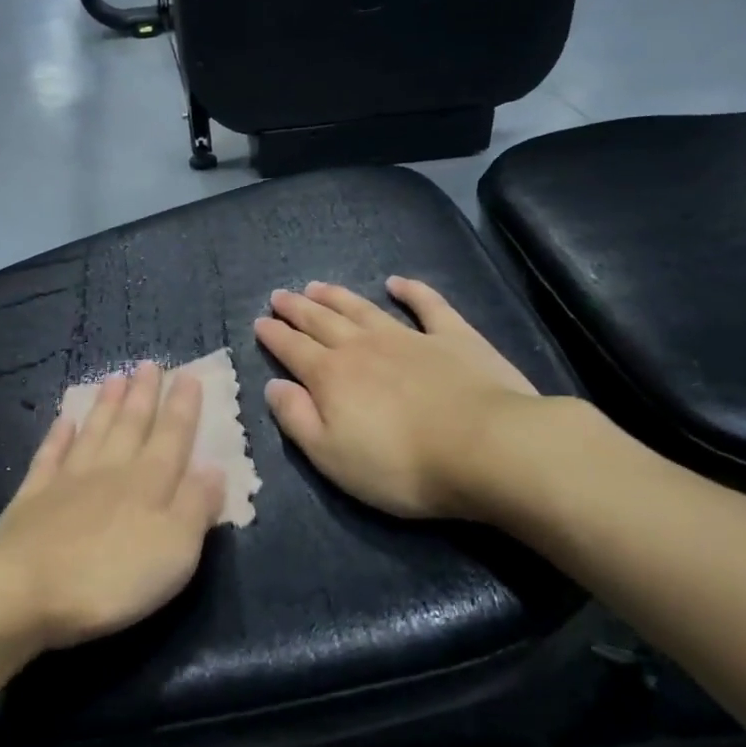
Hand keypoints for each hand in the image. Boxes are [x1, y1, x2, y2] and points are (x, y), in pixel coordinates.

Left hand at [0, 363, 224, 650]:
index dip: (182, 406)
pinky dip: (58, 436)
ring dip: (106, 405)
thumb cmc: (112, 577)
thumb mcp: (174, 550)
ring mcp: (67, 480)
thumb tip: (214, 467)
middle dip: (143, 394)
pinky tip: (64, 419)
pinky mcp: (33, 498)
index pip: (172, 436)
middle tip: (148, 364)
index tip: (188, 375)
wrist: (24, 591)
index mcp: (149, 482)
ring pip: (93, 432)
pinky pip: (49, 456)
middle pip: (131, 425)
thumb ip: (195, 506)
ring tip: (114, 377)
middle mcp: (110, 470)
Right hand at [256, 278, 565, 524]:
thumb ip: (297, 419)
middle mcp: (363, 347)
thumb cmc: (400, 464)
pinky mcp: (453, 337)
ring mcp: (409, 337)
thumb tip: (273, 386)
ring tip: (317, 285)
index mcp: (331, 376)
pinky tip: (397, 282)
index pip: (293, 350)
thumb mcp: (331, 456)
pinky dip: (412, 291)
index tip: (259, 321)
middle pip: (322, 321)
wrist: (486, 448)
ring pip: (363, 308)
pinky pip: (427, 305)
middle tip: (280, 295)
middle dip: (298, 308)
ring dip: (338, 296)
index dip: (274, 336)